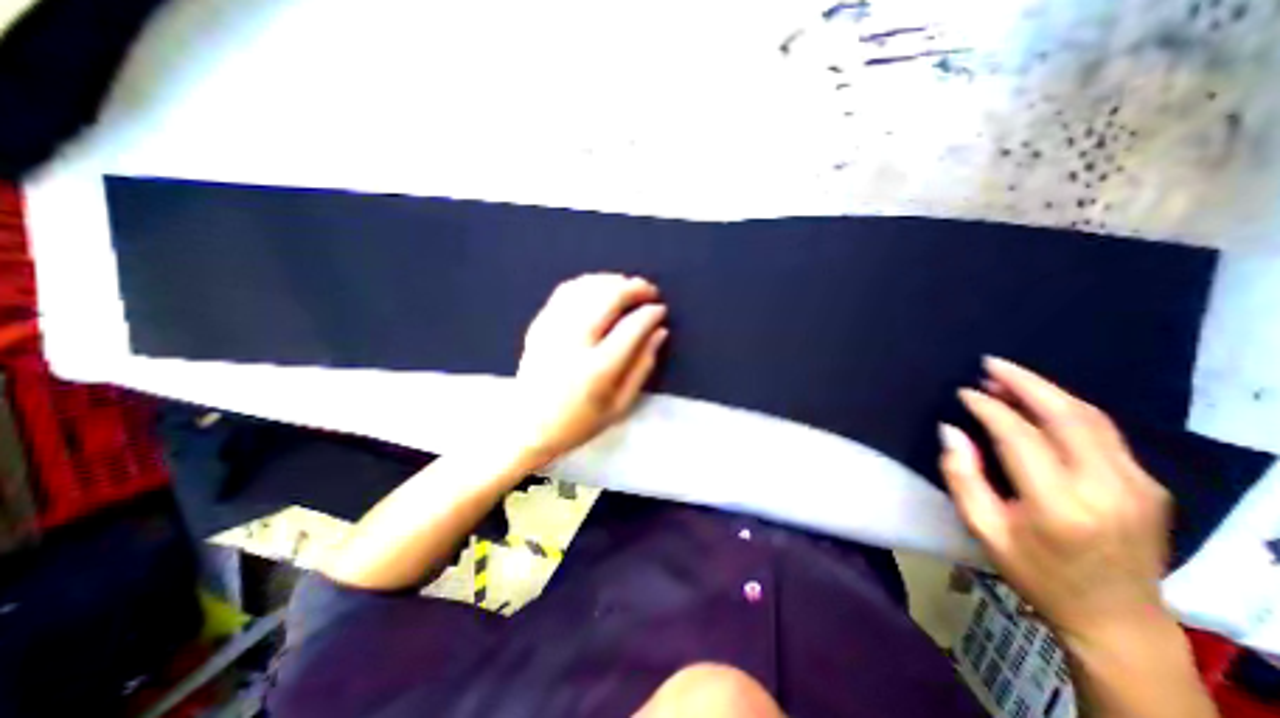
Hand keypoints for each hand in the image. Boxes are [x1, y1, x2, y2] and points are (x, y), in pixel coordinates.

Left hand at [511, 272, 671, 465]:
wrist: (526, 427)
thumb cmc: (579, 423)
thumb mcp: (620, 406)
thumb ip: (643, 366)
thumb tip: (659, 332)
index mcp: (597, 369)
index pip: (631, 327)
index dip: (650, 313)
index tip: (660, 309)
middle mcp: (573, 343)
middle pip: (608, 298)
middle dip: (634, 288)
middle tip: (649, 291)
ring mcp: (552, 330)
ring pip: (586, 288)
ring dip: (612, 281)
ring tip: (628, 286)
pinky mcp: (539, 325)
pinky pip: (565, 292)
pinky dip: (587, 283)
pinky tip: (599, 288)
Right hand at [938, 359, 1173, 643]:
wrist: (1117, 617)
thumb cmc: (1035, 572)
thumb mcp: (982, 528)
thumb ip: (962, 476)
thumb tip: (951, 431)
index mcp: (1059, 504)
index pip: (1020, 436)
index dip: (989, 408)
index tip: (964, 393)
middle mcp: (1108, 488)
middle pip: (1067, 416)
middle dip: (1024, 383)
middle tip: (990, 363)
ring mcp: (1138, 485)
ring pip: (1092, 418)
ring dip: (1047, 391)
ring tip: (1007, 377)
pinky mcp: (1149, 484)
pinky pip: (1104, 432)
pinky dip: (1067, 409)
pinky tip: (1039, 403)